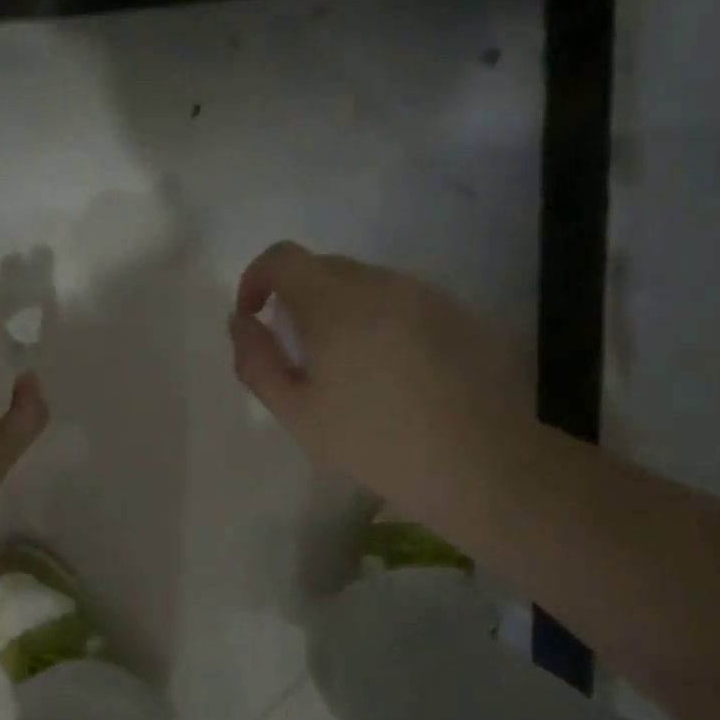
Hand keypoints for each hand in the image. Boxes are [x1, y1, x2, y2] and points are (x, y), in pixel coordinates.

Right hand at [228, 242, 523, 515]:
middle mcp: (380, 283)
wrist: (478, 461)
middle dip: (296, 299)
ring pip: (363, 284)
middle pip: (323, 268)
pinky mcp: (454, 312)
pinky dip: (377, 320)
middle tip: (297, 354)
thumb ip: (256, 361)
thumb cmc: (373, 440)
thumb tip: (241, 322)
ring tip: (346, 368)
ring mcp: (423, 294)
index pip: (283, 257)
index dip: (256, 278)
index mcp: (335, 302)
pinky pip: (398, 301)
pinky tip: (390, 372)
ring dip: (339, 310)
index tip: (253, 316)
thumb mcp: (296, 412)